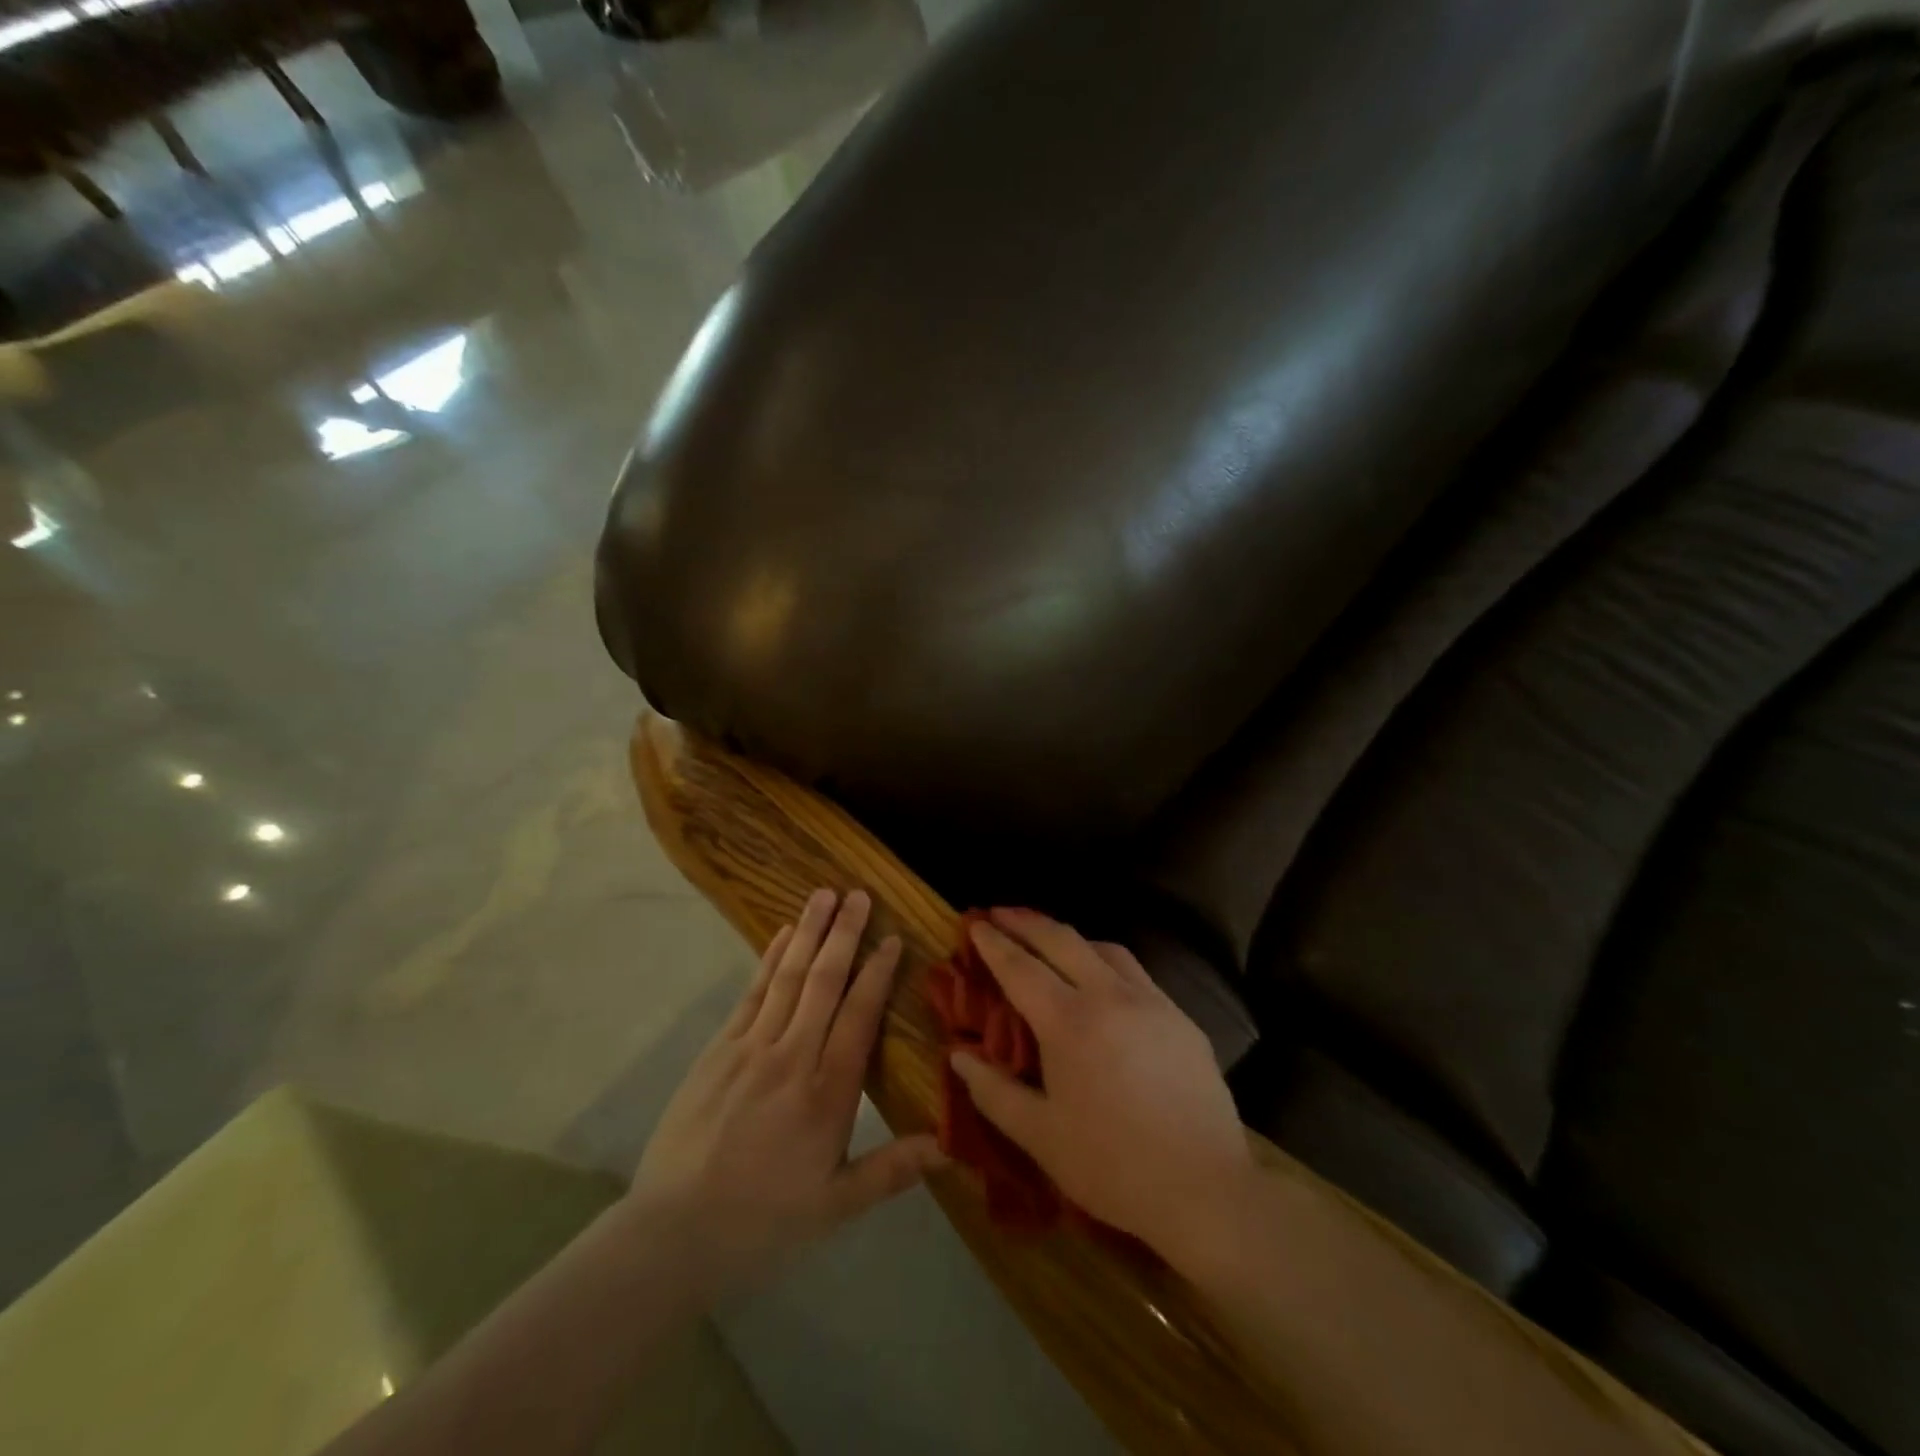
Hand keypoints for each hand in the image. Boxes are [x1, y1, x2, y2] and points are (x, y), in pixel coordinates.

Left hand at [629, 888, 942, 1289]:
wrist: (673, 1233)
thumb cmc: (763, 1220)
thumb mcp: (834, 1206)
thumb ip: (892, 1169)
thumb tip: (949, 1146)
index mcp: (827, 1094)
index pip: (859, 1017)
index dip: (877, 974)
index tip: (892, 939)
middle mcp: (792, 1057)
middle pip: (824, 982)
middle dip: (845, 934)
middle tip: (860, 894)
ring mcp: (750, 1048)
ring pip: (788, 977)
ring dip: (808, 932)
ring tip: (825, 894)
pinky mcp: (718, 1049)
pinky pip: (751, 993)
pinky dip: (769, 959)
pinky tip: (782, 934)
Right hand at [949, 908, 1255, 1258]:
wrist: (1206, 1189)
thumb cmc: (1112, 1166)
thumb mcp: (1040, 1136)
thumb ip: (993, 1091)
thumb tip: (959, 1054)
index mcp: (1069, 1022)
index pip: (1021, 967)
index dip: (994, 943)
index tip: (975, 922)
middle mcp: (1110, 996)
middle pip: (1062, 940)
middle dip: (1027, 921)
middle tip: (1001, 912)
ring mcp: (1151, 1002)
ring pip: (1105, 948)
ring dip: (1070, 937)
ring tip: (1050, 942)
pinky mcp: (1181, 1017)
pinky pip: (1136, 972)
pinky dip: (1107, 961)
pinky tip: (1104, 982)